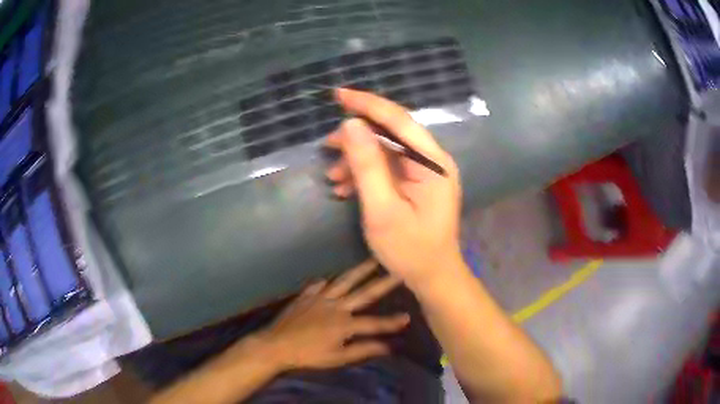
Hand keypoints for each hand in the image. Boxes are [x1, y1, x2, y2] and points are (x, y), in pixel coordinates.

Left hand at [256, 259, 408, 370]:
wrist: (276, 345)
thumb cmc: (308, 355)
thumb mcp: (338, 358)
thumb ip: (363, 350)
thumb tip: (389, 347)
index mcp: (344, 323)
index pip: (374, 323)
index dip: (392, 322)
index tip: (409, 316)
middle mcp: (336, 306)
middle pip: (364, 292)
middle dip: (383, 282)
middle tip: (397, 269)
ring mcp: (319, 298)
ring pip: (344, 281)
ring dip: (359, 270)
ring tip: (372, 260)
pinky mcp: (305, 296)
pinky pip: (319, 285)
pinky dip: (327, 281)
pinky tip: (329, 278)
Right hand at [325, 88, 464, 285]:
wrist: (433, 277)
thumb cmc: (410, 250)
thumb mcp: (382, 210)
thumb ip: (367, 166)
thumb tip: (351, 124)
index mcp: (432, 163)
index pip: (398, 120)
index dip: (367, 104)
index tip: (338, 95)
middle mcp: (432, 160)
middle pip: (391, 132)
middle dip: (356, 137)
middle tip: (327, 146)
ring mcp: (425, 171)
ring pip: (386, 150)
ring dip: (357, 159)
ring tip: (333, 177)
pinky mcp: (417, 182)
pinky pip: (388, 167)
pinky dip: (365, 173)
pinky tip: (346, 187)